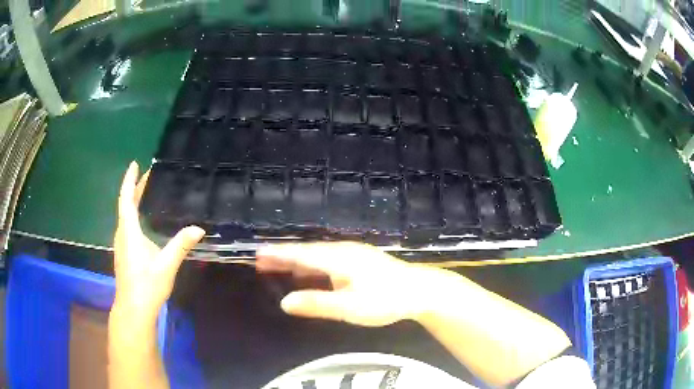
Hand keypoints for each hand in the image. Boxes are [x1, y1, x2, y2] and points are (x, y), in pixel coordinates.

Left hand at [113, 161, 204, 322]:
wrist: (134, 308)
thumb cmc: (147, 284)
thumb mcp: (166, 265)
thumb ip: (181, 245)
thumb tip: (199, 228)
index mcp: (129, 231)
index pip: (127, 199)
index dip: (130, 181)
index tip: (135, 164)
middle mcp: (122, 234)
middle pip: (126, 205)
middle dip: (135, 189)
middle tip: (149, 176)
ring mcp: (122, 244)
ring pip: (126, 216)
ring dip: (134, 202)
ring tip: (147, 193)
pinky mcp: (124, 253)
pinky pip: (127, 226)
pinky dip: (134, 215)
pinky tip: (144, 221)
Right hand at [256, 242, 449, 326]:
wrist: (420, 291)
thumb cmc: (386, 300)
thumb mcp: (350, 306)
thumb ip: (317, 304)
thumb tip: (285, 302)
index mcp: (338, 258)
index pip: (301, 254)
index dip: (278, 254)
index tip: (258, 253)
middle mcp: (343, 252)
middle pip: (306, 252)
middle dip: (283, 256)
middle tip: (260, 260)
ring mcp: (353, 256)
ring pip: (317, 256)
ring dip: (296, 261)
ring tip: (276, 266)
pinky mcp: (359, 263)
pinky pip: (328, 262)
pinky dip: (312, 267)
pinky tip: (308, 274)